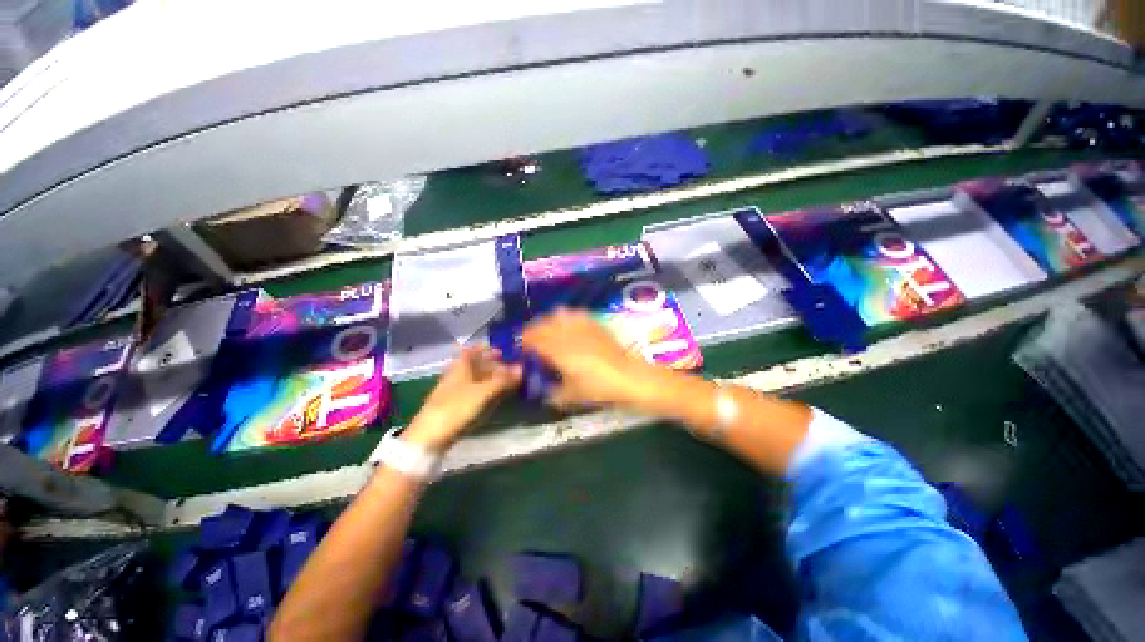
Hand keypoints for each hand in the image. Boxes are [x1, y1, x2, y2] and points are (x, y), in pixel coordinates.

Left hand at [403, 347, 521, 452]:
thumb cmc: (456, 408)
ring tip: (512, 382)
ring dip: (494, 379)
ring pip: (478, 380)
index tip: (506, 351)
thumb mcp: (484, 392)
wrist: (430, 438)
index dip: (489, 349)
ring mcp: (457, 391)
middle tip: (515, 369)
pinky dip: (489, 391)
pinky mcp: (458, 406)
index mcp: (461, 366)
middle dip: (496, 365)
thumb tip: (522, 368)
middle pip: (478, 365)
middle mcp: (458, 375)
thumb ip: (504, 380)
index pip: (474, 350)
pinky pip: (477, 393)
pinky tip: (499, 397)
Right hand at [521, 308, 655, 410]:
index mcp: (557, 351)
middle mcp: (567, 334)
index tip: (521, 348)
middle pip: (543, 324)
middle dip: (533, 330)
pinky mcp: (595, 324)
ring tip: (549, 330)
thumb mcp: (572, 396)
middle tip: (532, 340)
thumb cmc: (598, 388)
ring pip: (558, 314)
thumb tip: (545, 393)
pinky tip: (569, 324)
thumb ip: (554, 394)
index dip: (524, 341)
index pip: (533, 339)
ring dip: (549, 321)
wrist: (628, 377)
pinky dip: (567, 317)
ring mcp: (582, 326)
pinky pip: (576, 313)